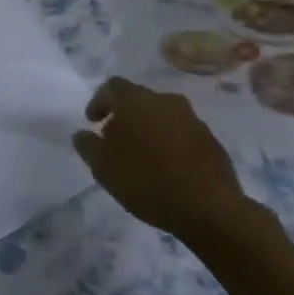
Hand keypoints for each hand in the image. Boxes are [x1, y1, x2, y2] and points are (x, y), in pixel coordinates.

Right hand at [72, 77, 259, 242]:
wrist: (210, 208)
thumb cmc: (148, 182)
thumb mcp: (104, 168)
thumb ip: (88, 146)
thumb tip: (82, 134)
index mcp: (136, 101)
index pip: (112, 86)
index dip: (99, 101)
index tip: (92, 122)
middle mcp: (164, 100)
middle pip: (138, 99)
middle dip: (124, 116)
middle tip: (115, 140)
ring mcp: (191, 118)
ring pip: (162, 115)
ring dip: (148, 128)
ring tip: (142, 156)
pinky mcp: (210, 139)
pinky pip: (182, 133)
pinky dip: (170, 142)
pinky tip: (167, 167)